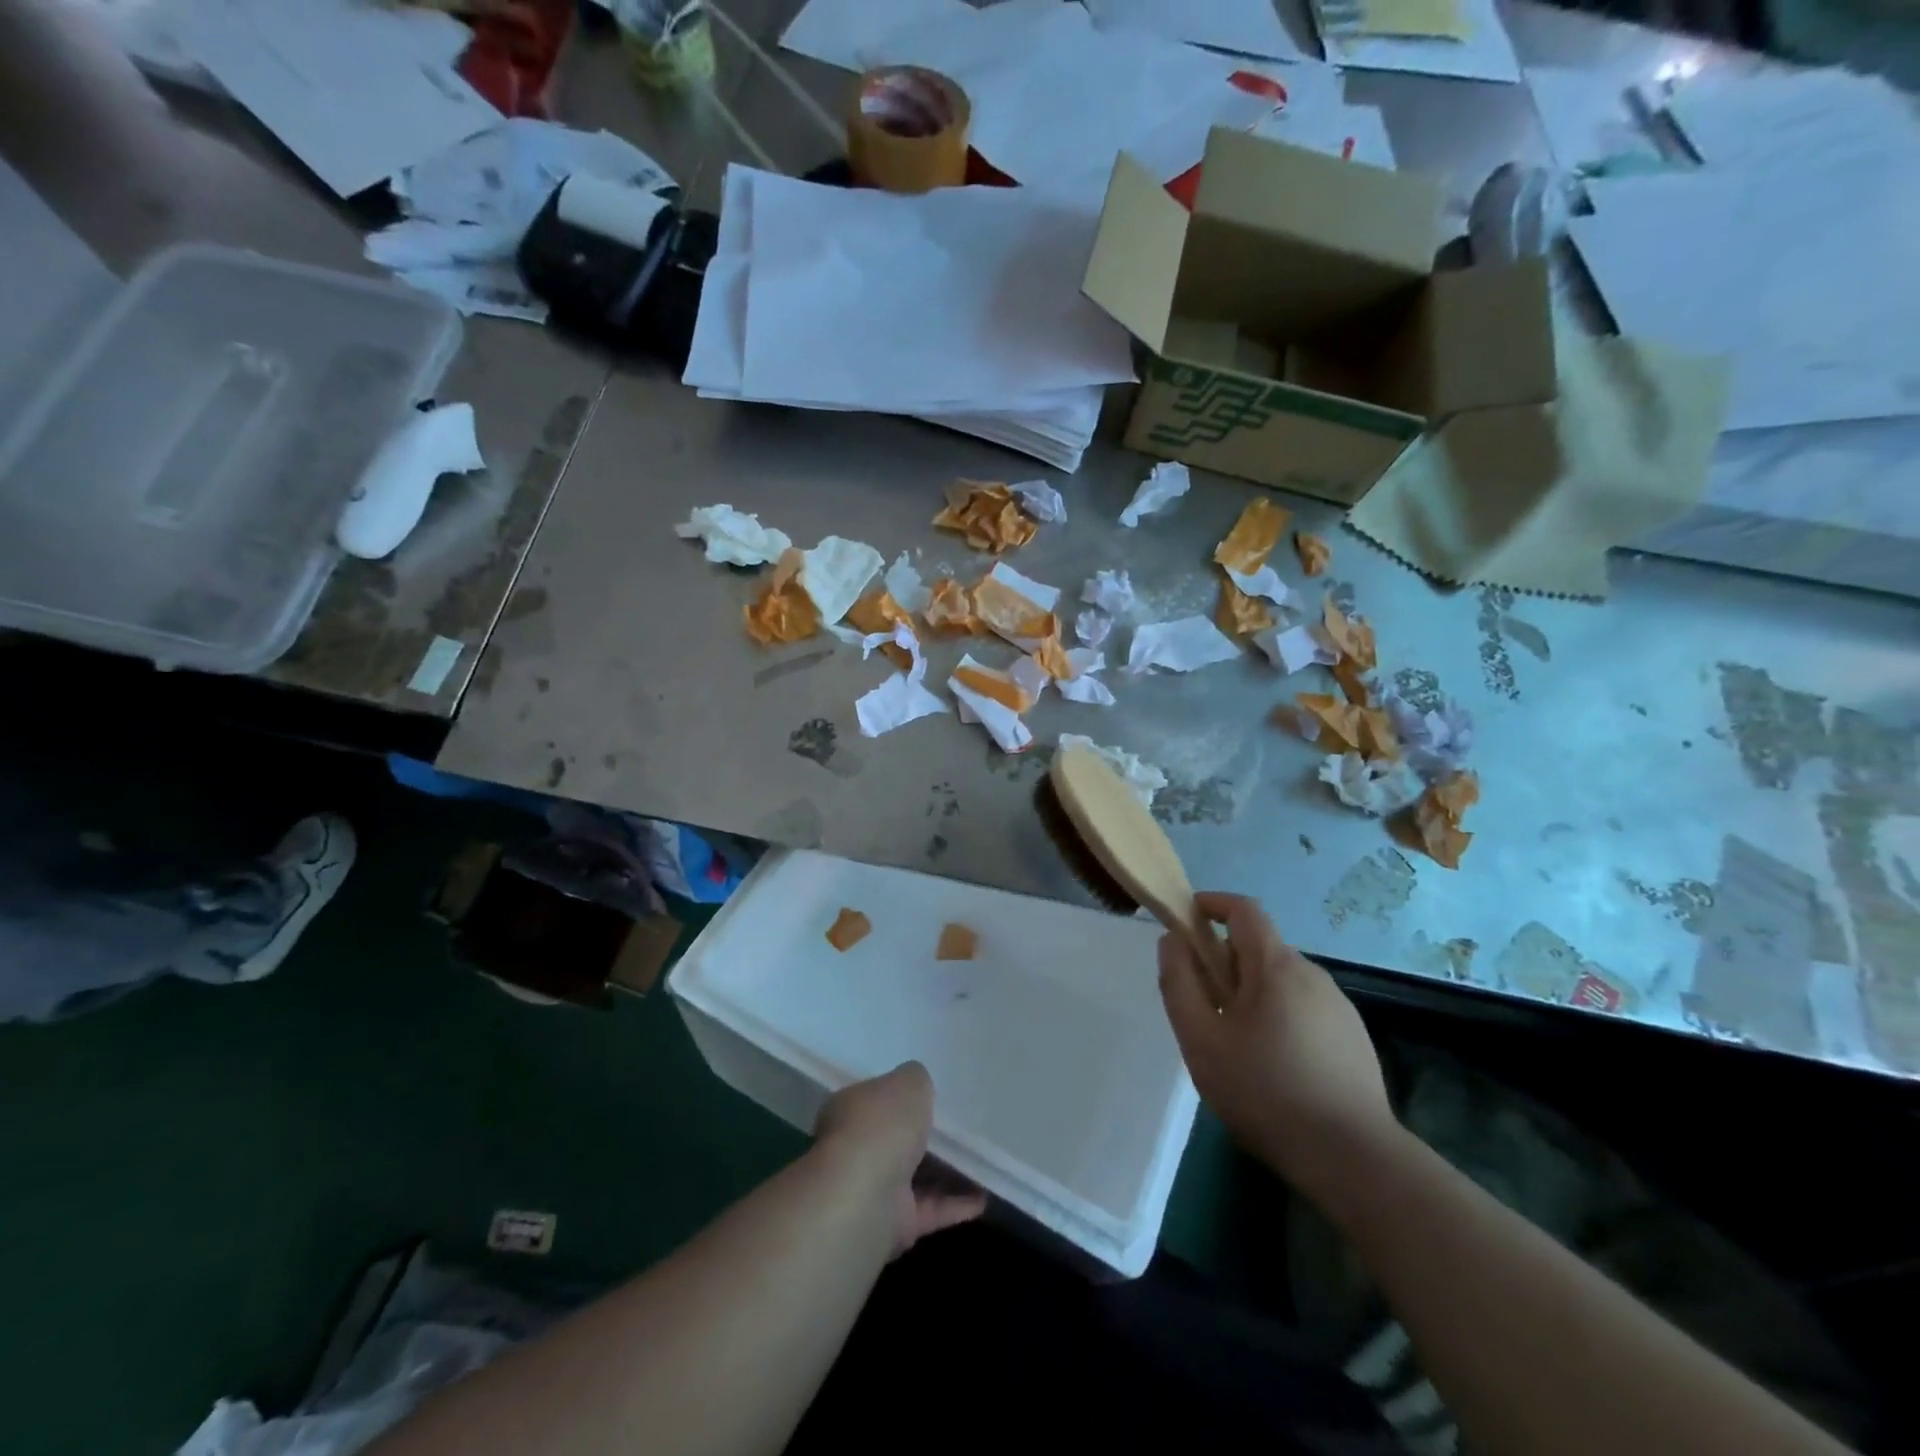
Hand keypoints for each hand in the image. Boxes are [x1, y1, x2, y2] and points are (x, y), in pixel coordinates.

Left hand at [814, 1062, 986, 1253]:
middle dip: (924, 1136)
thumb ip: (916, 1080)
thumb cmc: (882, 1125)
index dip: (900, 1098)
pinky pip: (931, 1209)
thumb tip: (918, 1084)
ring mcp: (873, 1189)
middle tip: (961, 1128)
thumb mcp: (908, 1082)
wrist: (865, 1194)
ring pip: (915, 1177)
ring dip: (946, 1172)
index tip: (929, 1096)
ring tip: (981, 1161)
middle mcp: (856, 1149)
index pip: (875, 1100)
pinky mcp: (894, 1225)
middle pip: (895, 1140)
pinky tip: (984, 1197)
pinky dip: (955, 1205)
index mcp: (851, 1109)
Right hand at [1159, 893, 1400, 1207]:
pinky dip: (1279, 1018)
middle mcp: (1312, 974)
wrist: (1354, 1159)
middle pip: (1259, 949)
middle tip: (1203, 1008)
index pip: (1243, 909)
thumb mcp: (1201, 1039)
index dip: (1211, 904)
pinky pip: (1304, 1009)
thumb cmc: (1265, 1092)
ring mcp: (1339, 1007)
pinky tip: (1274, 1068)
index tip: (1186, 921)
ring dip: (1251, 994)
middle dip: (1225, 963)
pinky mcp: (1354, 1039)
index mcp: (1276, 966)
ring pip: (1281, 983)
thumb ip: (1179, 982)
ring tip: (1236, 1046)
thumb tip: (1172, 940)